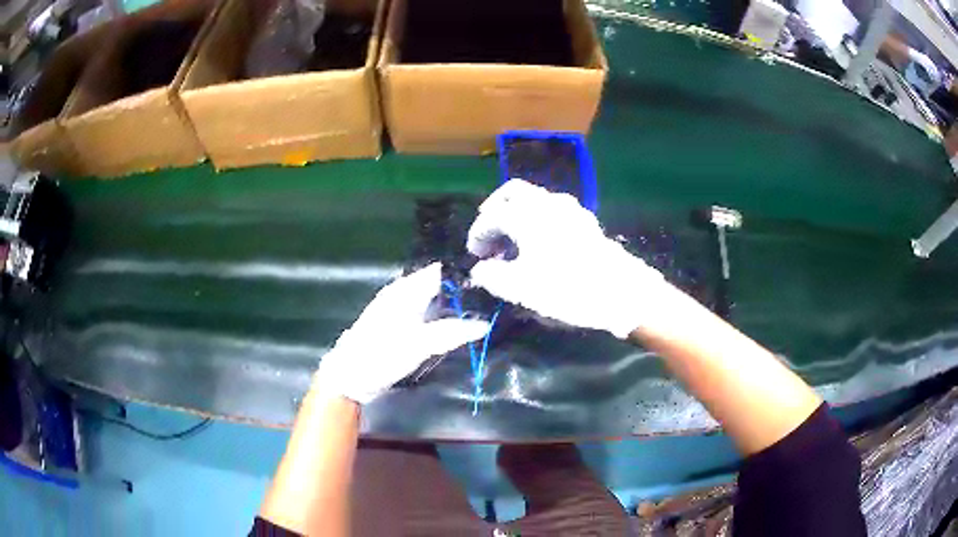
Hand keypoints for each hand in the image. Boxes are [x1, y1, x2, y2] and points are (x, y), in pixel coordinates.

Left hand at [315, 263, 489, 403]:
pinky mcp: (399, 325)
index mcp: (406, 289)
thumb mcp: (419, 344)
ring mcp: (400, 309)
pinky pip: (427, 313)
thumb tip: (484, 324)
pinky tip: (457, 325)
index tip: (491, 281)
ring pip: (433, 299)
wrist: (350, 377)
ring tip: (482, 310)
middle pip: (438, 285)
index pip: (441, 271)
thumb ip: (452, 332)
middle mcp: (403, 293)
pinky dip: (442, 316)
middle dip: (463, 291)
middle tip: (492, 299)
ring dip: (453, 305)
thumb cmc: (381, 355)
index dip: (465, 274)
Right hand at [467, 179, 667, 338]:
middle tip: (489, 234)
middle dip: (495, 210)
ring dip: (517, 214)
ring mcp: (570, 209)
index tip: (475, 255)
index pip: (492, 217)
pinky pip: (552, 210)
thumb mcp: (522, 289)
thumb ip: (494, 277)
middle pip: (512, 193)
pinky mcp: (585, 221)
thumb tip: (480, 270)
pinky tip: (541, 243)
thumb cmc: (567, 288)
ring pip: (534, 199)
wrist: (622, 292)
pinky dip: (537, 219)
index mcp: (527, 216)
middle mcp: (547, 203)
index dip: (478, 234)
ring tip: (513, 243)